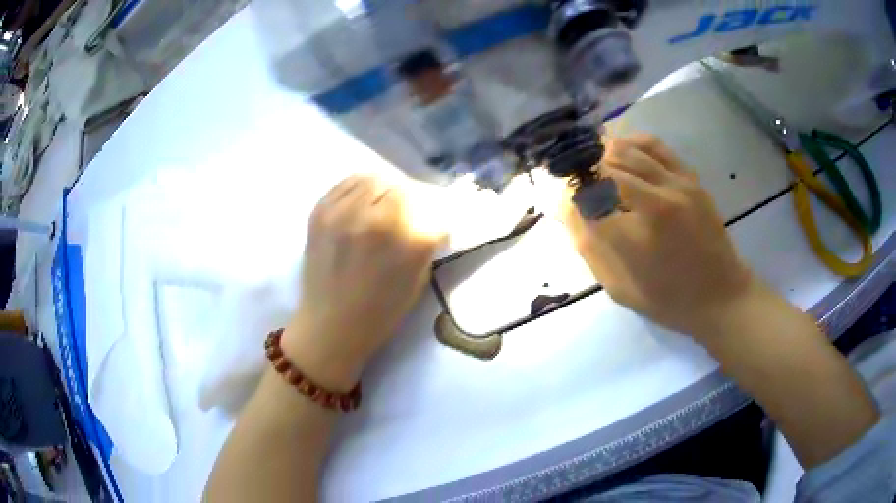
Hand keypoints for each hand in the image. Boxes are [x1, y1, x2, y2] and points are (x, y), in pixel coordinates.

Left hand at [284, 175, 443, 390]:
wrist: (329, 327)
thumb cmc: (379, 314)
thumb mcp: (417, 281)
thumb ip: (424, 243)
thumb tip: (428, 218)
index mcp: (407, 242)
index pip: (431, 207)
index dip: (433, 214)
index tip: (431, 223)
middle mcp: (376, 219)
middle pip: (401, 187)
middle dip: (409, 199)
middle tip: (405, 212)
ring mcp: (343, 213)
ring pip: (372, 179)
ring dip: (383, 190)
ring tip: (382, 204)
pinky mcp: (320, 212)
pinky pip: (345, 183)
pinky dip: (358, 188)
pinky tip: (361, 202)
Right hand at [563, 134, 754, 338]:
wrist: (721, 296)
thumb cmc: (669, 300)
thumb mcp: (620, 287)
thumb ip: (589, 246)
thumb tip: (566, 207)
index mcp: (637, 235)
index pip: (586, 197)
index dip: (569, 194)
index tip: (565, 203)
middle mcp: (657, 199)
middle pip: (604, 165)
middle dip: (583, 172)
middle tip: (577, 184)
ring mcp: (677, 184)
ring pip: (626, 149)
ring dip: (603, 155)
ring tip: (595, 167)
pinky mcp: (690, 178)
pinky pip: (654, 145)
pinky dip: (631, 143)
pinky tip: (622, 151)